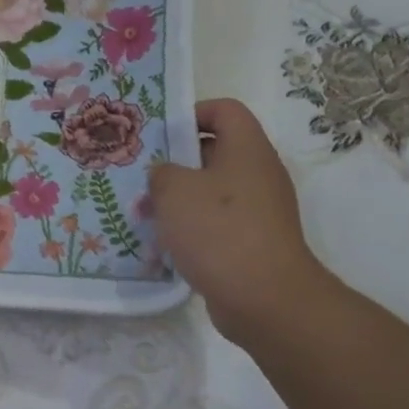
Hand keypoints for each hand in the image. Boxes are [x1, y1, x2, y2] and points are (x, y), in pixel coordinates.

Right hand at [150, 98, 334, 344]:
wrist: (264, 299)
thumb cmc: (218, 230)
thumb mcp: (173, 190)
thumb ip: (161, 172)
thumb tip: (165, 176)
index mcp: (247, 149)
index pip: (224, 109)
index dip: (192, 113)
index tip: (161, 135)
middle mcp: (258, 173)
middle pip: (215, 150)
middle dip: (176, 162)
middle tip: (144, 176)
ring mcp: (260, 210)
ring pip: (212, 190)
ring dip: (180, 199)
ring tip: (147, 213)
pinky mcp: (254, 241)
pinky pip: (218, 222)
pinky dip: (193, 228)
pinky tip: (166, 244)